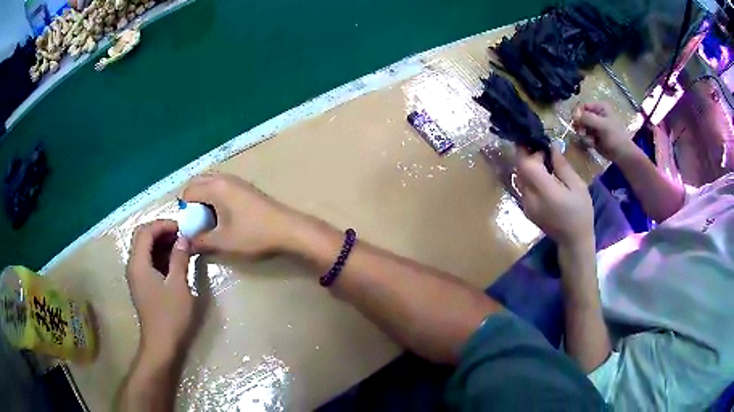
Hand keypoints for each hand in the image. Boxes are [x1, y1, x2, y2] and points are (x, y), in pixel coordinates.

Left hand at [126, 220, 197, 364]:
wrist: (161, 344)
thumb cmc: (170, 315)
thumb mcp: (178, 285)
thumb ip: (179, 258)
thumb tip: (183, 238)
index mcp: (139, 263)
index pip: (146, 231)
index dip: (163, 224)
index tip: (183, 228)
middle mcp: (133, 265)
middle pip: (142, 237)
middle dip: (161, 231)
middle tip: (182, 235)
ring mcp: (136, 275)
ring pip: (144, 248)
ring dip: (161, 242)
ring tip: (181, 246)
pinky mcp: (141, 284)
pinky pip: (147, 260)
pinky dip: (159, 255)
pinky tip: (174, 261)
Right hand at [181, 173, 295, 257]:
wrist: (289, 229)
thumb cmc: (253, 234)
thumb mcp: (223, 241)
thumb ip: (200, 241)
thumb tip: (186, 243)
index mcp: (215, 187)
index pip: (188, 192)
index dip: (184, 211)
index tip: (191, 228)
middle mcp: (224, 178)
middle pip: (198, 184)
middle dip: (193, 202)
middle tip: (198, 223)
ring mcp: (237, 180)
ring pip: (211, 185)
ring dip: (205, 200)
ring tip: (210, 222)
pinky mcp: (246, 187)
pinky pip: (222, 187)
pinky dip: (217, 198)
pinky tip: (225, 218)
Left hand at [515, 147, 593, 247]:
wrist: (573, 241)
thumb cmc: (581, 213)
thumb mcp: (578, 186)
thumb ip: (562, 166)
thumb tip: (551, 146)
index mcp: (544, 191)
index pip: (526, 165)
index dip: (531, 151)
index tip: (543, 146)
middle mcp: (530, 198)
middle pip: (519, 169)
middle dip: (527, 156)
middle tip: (542, 150)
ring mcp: (525, 205)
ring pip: (519, 177)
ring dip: (527, 166)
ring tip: (543, 162)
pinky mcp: (526, 209)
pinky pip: (523, 187)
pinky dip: (529, 177)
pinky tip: (542, 177)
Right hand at [572, 102, 634, 161]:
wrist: (622, 154)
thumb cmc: (614, 136)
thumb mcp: (602, 125)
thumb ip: (587, 118)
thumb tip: (574, 116)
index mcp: (600, 108)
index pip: (583, 106)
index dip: (578, 114)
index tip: (576, 122)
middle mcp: (596, 115)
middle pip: (581, 117)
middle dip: (580, 126)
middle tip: (581, 133)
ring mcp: (595, 127)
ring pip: (581, 128)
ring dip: (583, 135)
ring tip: (590, 141)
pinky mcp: (593, 137)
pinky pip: (585, 137)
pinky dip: (587, 141)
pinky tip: (592, 145)